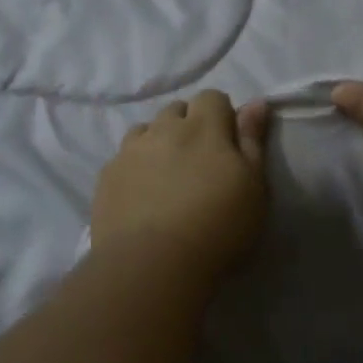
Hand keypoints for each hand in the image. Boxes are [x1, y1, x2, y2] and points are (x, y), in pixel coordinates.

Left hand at [93, 90, 270, 280]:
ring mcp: (130, 151)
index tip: (229, 144)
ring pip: (146, 130)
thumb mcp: (254, 186)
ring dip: (159, 141)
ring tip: (168, 175)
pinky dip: (135, 166)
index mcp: (203, 127)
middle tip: (200, 161)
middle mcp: (163, 129)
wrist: (153, 265)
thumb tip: (255, 102)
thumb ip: (253, 140)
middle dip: (189, 125)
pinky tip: (143, 195)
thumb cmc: (218, 226)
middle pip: (177, 110)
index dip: (222, 115)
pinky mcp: (107, 177)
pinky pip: (123, 158)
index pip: (212, 97)